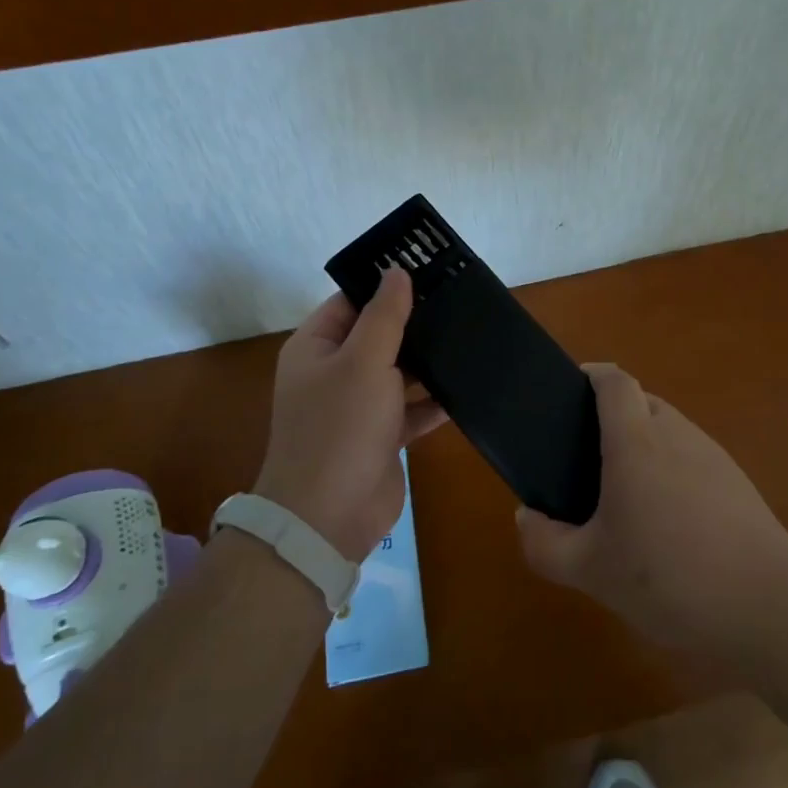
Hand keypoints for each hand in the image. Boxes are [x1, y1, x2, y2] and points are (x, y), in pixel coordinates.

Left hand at [256, 267, 446, 561]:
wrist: (329, 517)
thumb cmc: (340, 426)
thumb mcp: (363, 360)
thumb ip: (384, 315)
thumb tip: (396, 271)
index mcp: (316, 346)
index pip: (351, 301)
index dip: (385, 285)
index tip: (429, 270)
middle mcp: (334, 372)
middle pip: (378, 335)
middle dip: (414, 322)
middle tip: (460, 301)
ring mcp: (358, 406)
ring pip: (398, 372)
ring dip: (428, 361)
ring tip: (471, 336)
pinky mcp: (381, 436)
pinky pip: (411, 409)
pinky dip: (433, 401)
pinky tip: (467, 387)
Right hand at [515, 363, 787, 657]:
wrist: (768, 607)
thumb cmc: (669, 578)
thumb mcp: (591, 571)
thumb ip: (545, 543)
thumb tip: (526, 516)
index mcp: (636, 441)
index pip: (615, 381)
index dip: (591, 376)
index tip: (568, 394)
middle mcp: (676, 433)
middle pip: (640, 404)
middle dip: (611, 421)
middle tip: (586, 465)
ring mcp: (713, 455)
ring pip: (668, 432)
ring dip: (643, 450)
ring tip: (625, 501)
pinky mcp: (737, 482)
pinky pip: (692, 460)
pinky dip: (671, 474)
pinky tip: (669, 527)